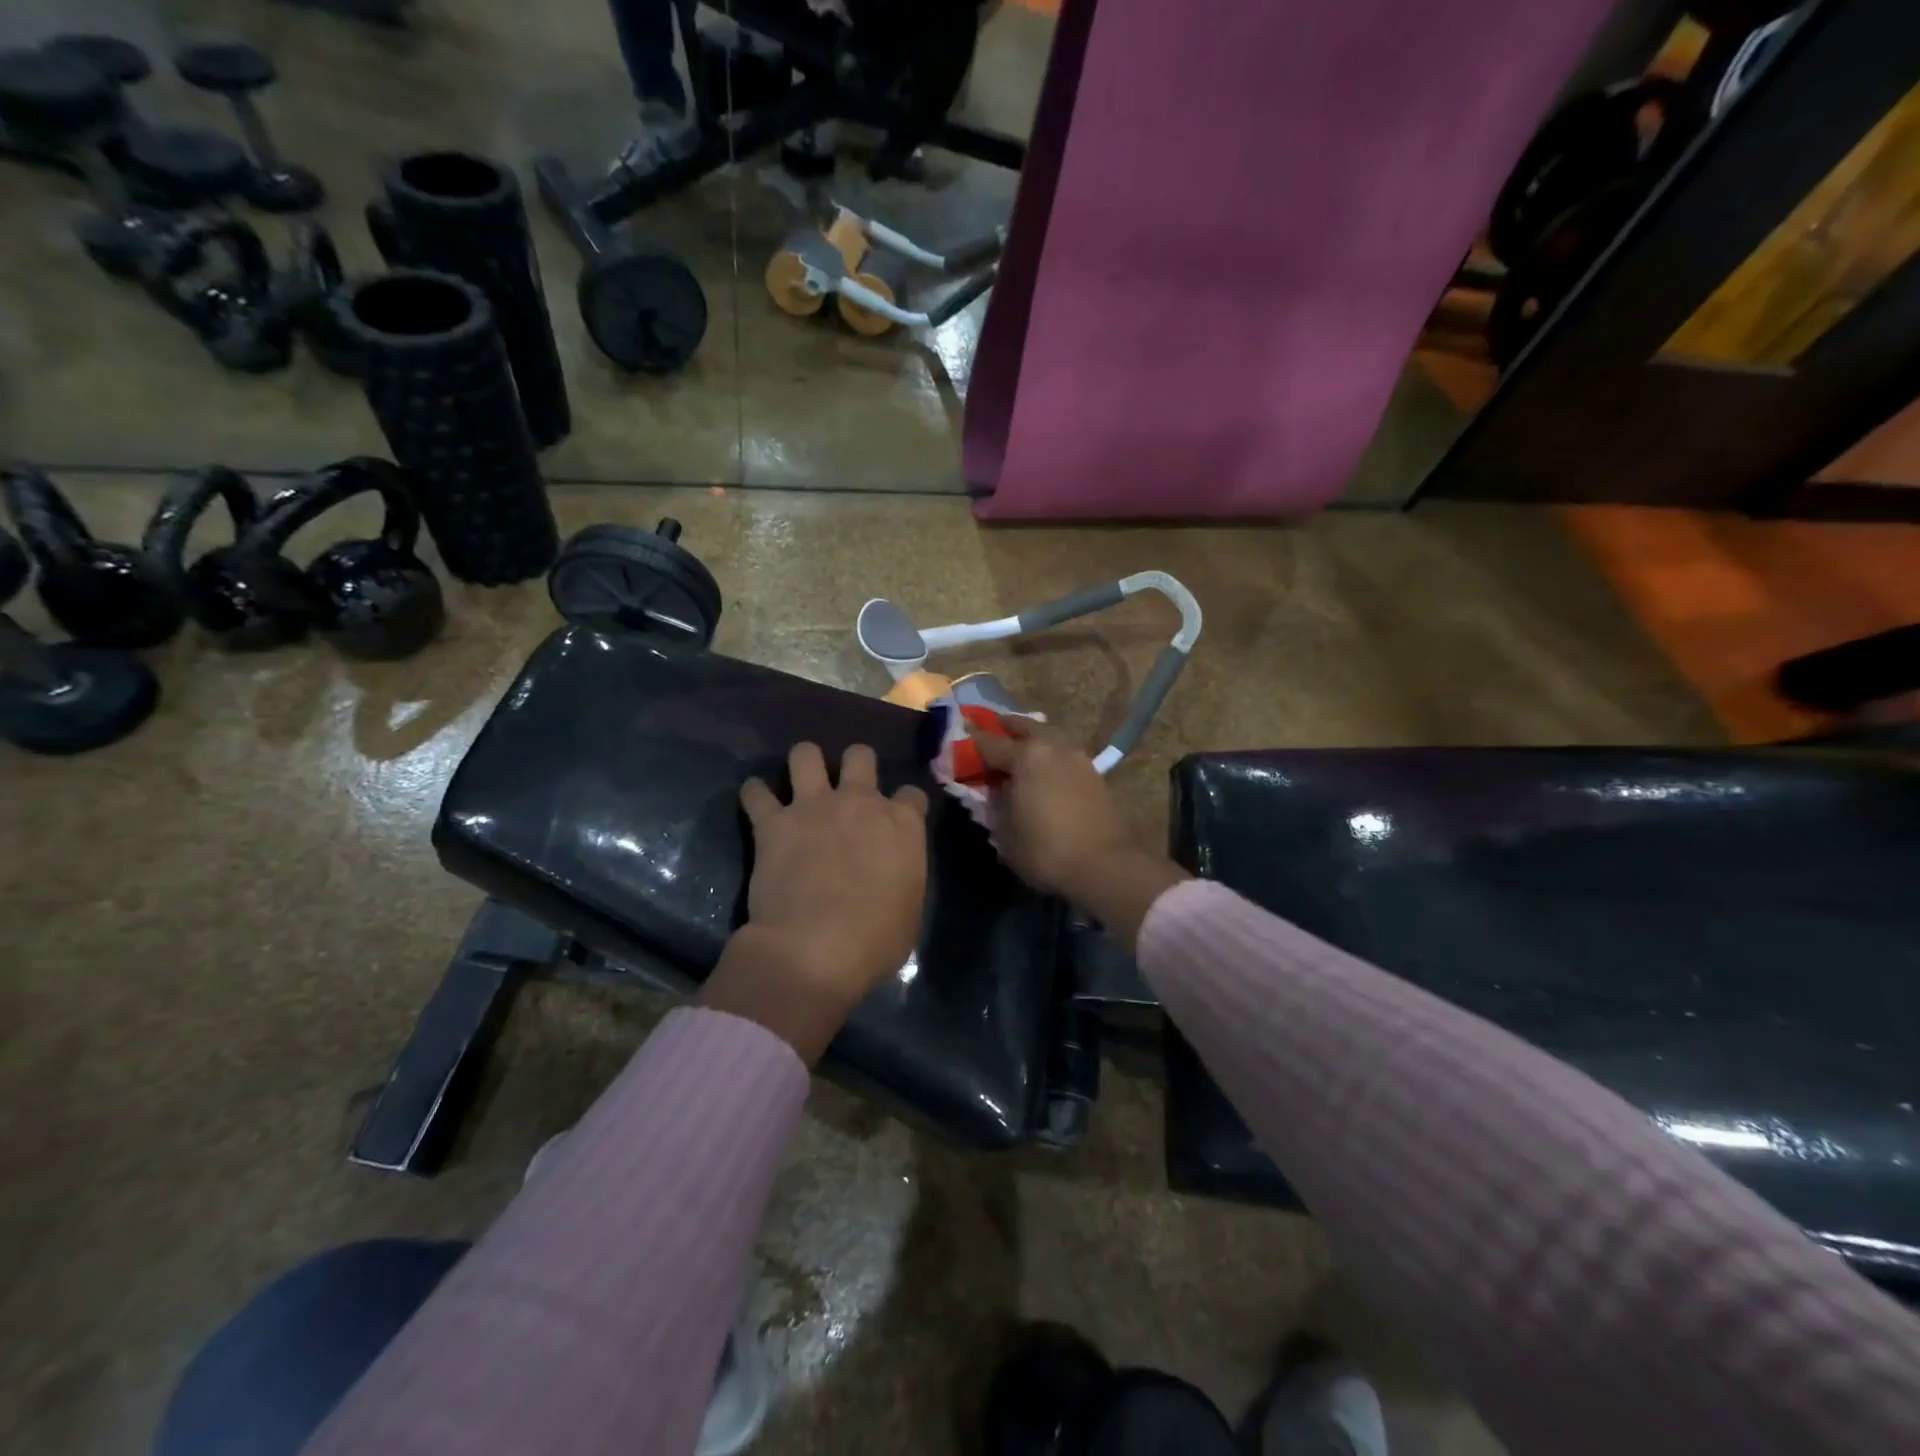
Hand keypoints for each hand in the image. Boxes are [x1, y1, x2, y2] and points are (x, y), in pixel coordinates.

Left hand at [701, 743, 928, 1062]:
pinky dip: (754, 795)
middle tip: (847, 788)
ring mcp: (814, 807)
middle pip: (860, 756)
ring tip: (799, 780)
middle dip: (855, 765)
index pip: (912, 795)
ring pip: (806, 754)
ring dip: (804, 763)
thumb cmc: (875, 941)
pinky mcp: (773, 823)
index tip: (898, 820)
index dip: (905, 805)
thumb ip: (902, 877)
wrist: (816, 950)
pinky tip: (756, 803)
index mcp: (902, 824)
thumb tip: (892, 877)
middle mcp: (860, 802)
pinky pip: (755, 792)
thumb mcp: (909, 910)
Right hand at [973, 720, 1187, 948]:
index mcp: (1027, 756)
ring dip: (1033, 739)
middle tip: (993, 731)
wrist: (1105, 866)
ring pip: (1050, 737)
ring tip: (1020, 752)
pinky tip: (1045, 771)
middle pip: (1026, 727)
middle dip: (1007, 727)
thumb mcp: (1004, 832)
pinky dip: (1050, 757)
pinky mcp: (1096, 776)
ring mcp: (1079, 759)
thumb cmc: (1045, 850)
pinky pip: (1064, 756)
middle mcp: (1054, 747)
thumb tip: (995, 790)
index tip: (961, 734)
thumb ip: (995, 804)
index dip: (972, 740)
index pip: (990, 742)